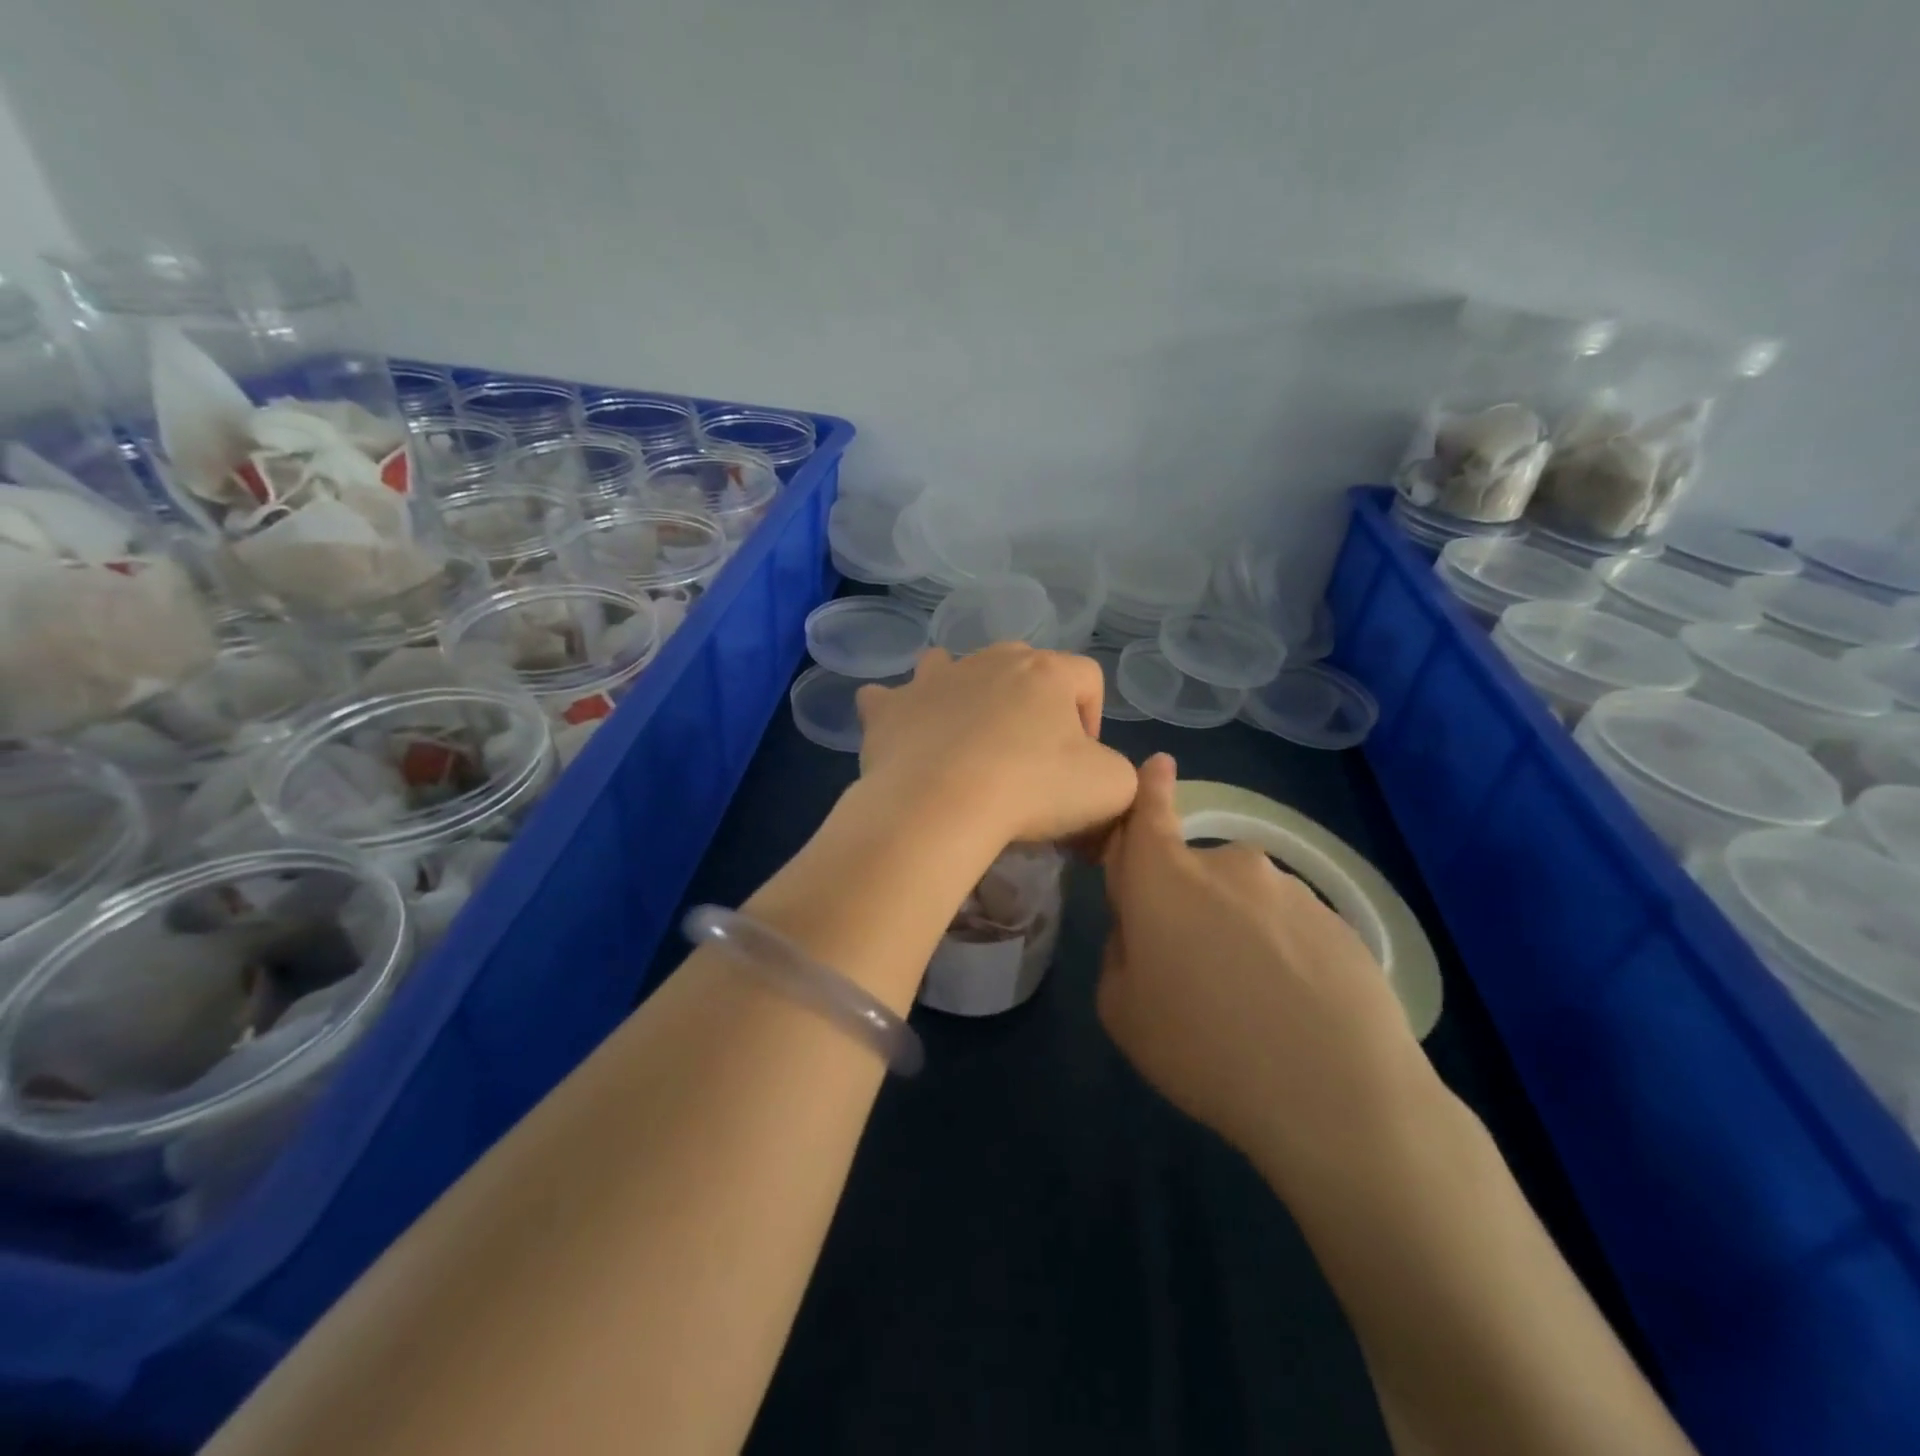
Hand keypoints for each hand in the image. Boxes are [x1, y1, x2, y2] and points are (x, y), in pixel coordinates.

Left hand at [856, 644, 1136, 850]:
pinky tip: (904, 735)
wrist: (940, 805)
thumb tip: (1098, 775)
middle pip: (1021, 666)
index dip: (1093, 718)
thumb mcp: (1111, 787)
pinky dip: (898, 712)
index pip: (1086, 677)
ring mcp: (933, 678)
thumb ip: (1119, 772)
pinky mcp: (891, 708)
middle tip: (1028, 756)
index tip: (1080, 764)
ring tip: (965, 736)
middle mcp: (989, 660)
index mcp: (1046, 672)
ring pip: (951, 666)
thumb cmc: (1033, 789)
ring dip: (962, 692)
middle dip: (1029, 705)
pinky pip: (889, 698)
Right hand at [1097, 754, 1438, 1190]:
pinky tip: (1292, 1011)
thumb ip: (1121, 951)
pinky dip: (1280, 953)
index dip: (1151, 786)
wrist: (1340, 1096)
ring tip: (1250, 1004)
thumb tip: (1143, 931)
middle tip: (1191, 972)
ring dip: (1235, 931)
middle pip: (1192, 872)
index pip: (1151, 810)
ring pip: (1243, 901)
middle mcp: (1227, 865)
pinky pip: (1288, 927)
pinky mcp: (1338, 921)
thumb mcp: (1122, 1010)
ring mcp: (1289, 890)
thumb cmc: (1205, 1048)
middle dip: (1184, 904)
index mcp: (1164, 877)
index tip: (1159, 764)